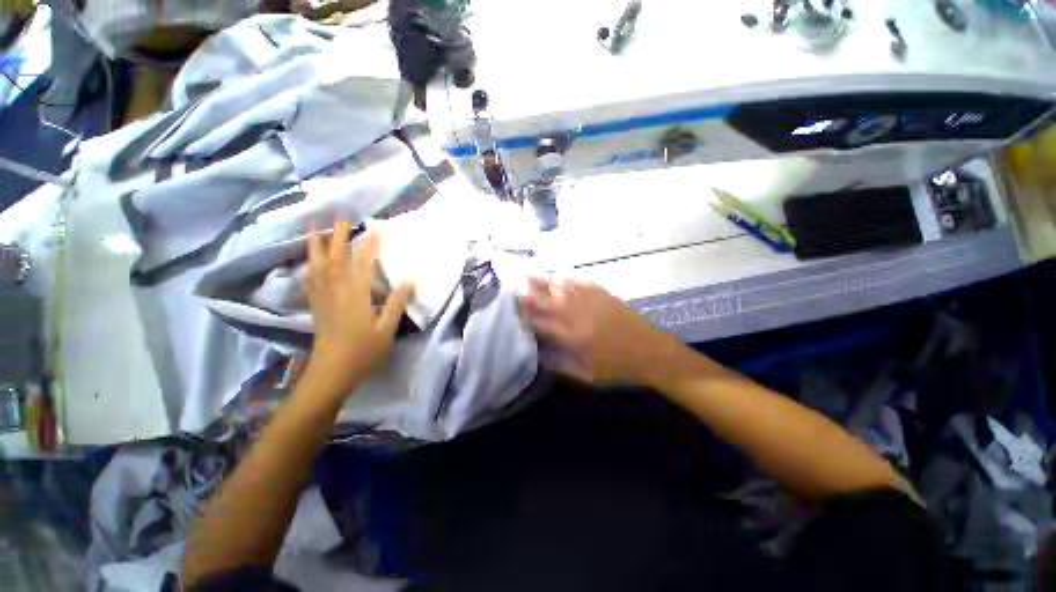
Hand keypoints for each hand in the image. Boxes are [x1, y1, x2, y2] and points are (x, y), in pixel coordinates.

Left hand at [305, 223, 413, 398]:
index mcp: (356, 295)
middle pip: (335, 258)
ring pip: (318, 265)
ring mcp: (323, 297)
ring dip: (318, 244)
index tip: (376, 228)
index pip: (362, 263)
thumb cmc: (363, 351)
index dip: (369, 244)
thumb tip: (410, 280)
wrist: (332, 371)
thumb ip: (397, 303)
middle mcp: (336, 291)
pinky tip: (310, 258)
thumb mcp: (387, 329)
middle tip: (341, 217)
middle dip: (338, 235)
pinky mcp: (316, 305)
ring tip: (317, 227)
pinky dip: (310, 263)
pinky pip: (310, 278)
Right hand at [516, 277, 674, 384]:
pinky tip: (559, 275)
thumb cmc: (616, 369)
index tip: (511, 306)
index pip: (541, 322)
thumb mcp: (585, 375)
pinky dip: (568, 279)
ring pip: (562, 289)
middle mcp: (578, 316)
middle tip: (513, 282)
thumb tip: (538, 354)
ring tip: (529, 273)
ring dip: (544, 281)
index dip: (525, 314)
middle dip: (529, 292)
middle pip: (548, 301)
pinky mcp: (604, 295)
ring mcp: (591, 302)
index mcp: (572, 338)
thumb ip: (559, 364)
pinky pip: (581, 284)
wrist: (650, 353)